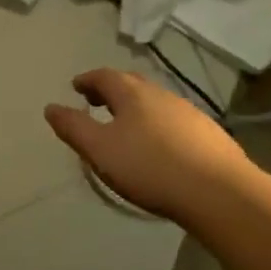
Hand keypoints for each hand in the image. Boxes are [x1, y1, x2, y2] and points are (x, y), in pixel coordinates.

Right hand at [44, 68, 252, 223]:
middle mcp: (161, 95)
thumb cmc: (149, 167)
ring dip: (136, 107)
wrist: (218, 193)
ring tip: (125, 125)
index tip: (76, 87)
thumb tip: (51, 108)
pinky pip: (174, 120)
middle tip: (97, 102)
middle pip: (132, 84)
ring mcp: (189, 113)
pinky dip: (158, 124)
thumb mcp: (99, 150)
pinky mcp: (209, 134)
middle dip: (111, 90)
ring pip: (155, 102)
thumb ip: (73, 127)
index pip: (104, 76)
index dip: (87, 80)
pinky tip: (159, 145)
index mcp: (132, 94)